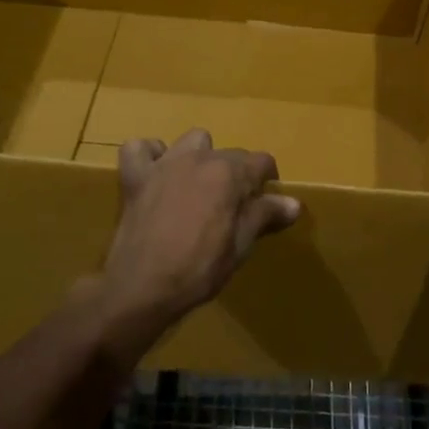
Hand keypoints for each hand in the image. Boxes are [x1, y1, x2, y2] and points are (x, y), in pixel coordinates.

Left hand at [101, 129, 301, 326]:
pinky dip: (150, 156)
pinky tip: (157, 174)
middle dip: (238, 174)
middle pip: (230, 153)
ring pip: (192, 141)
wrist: (142, 287)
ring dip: (200, 156)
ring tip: (199, 185)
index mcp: (229, 174)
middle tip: (234, 206)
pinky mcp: (135, 176)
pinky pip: (139, 148)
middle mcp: (199, 158)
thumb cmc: (198, 269)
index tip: (267, 202)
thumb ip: (265, 216)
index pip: (261, 162)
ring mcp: (164, 164)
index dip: (268, 180)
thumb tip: (293, 203)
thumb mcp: (240, 246)